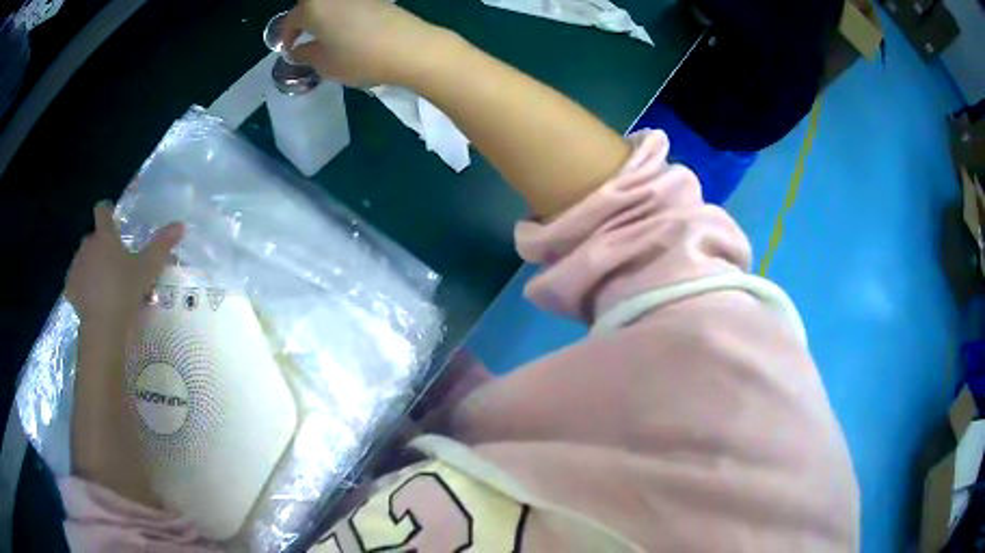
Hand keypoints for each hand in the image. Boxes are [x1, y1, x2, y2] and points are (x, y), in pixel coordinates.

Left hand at [65, 201, 183, 327]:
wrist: (102, 328)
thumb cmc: (124, 292)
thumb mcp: (147, 269)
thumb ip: (161, 246)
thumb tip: (180, 224)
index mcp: (105, 236)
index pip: (102, 210)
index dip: (107, 211)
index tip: (113, 219)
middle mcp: (87, 245)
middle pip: (93, 238)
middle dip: (101, 246)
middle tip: (114, 264)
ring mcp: (76, 267)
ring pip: (83, 260)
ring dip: (91, 266)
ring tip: (104, 286)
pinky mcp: (70, 289)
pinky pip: (76, 282)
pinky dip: (82, 287)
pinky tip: (92, 300)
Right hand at [281, 0, 454, 86]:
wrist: (410, 48)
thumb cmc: (359, 57)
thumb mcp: (323, 64)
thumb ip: (306, 54)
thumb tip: (300, 49)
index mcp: (313, 7)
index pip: (291, 20)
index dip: (287, 37)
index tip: (289, 51)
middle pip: (310, 6)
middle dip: (304, 22)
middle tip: (305, 40)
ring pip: (331, 4)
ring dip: (324, 18)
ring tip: (326, 37)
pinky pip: (350, 5)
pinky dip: (343, 15)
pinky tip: (348, 31)